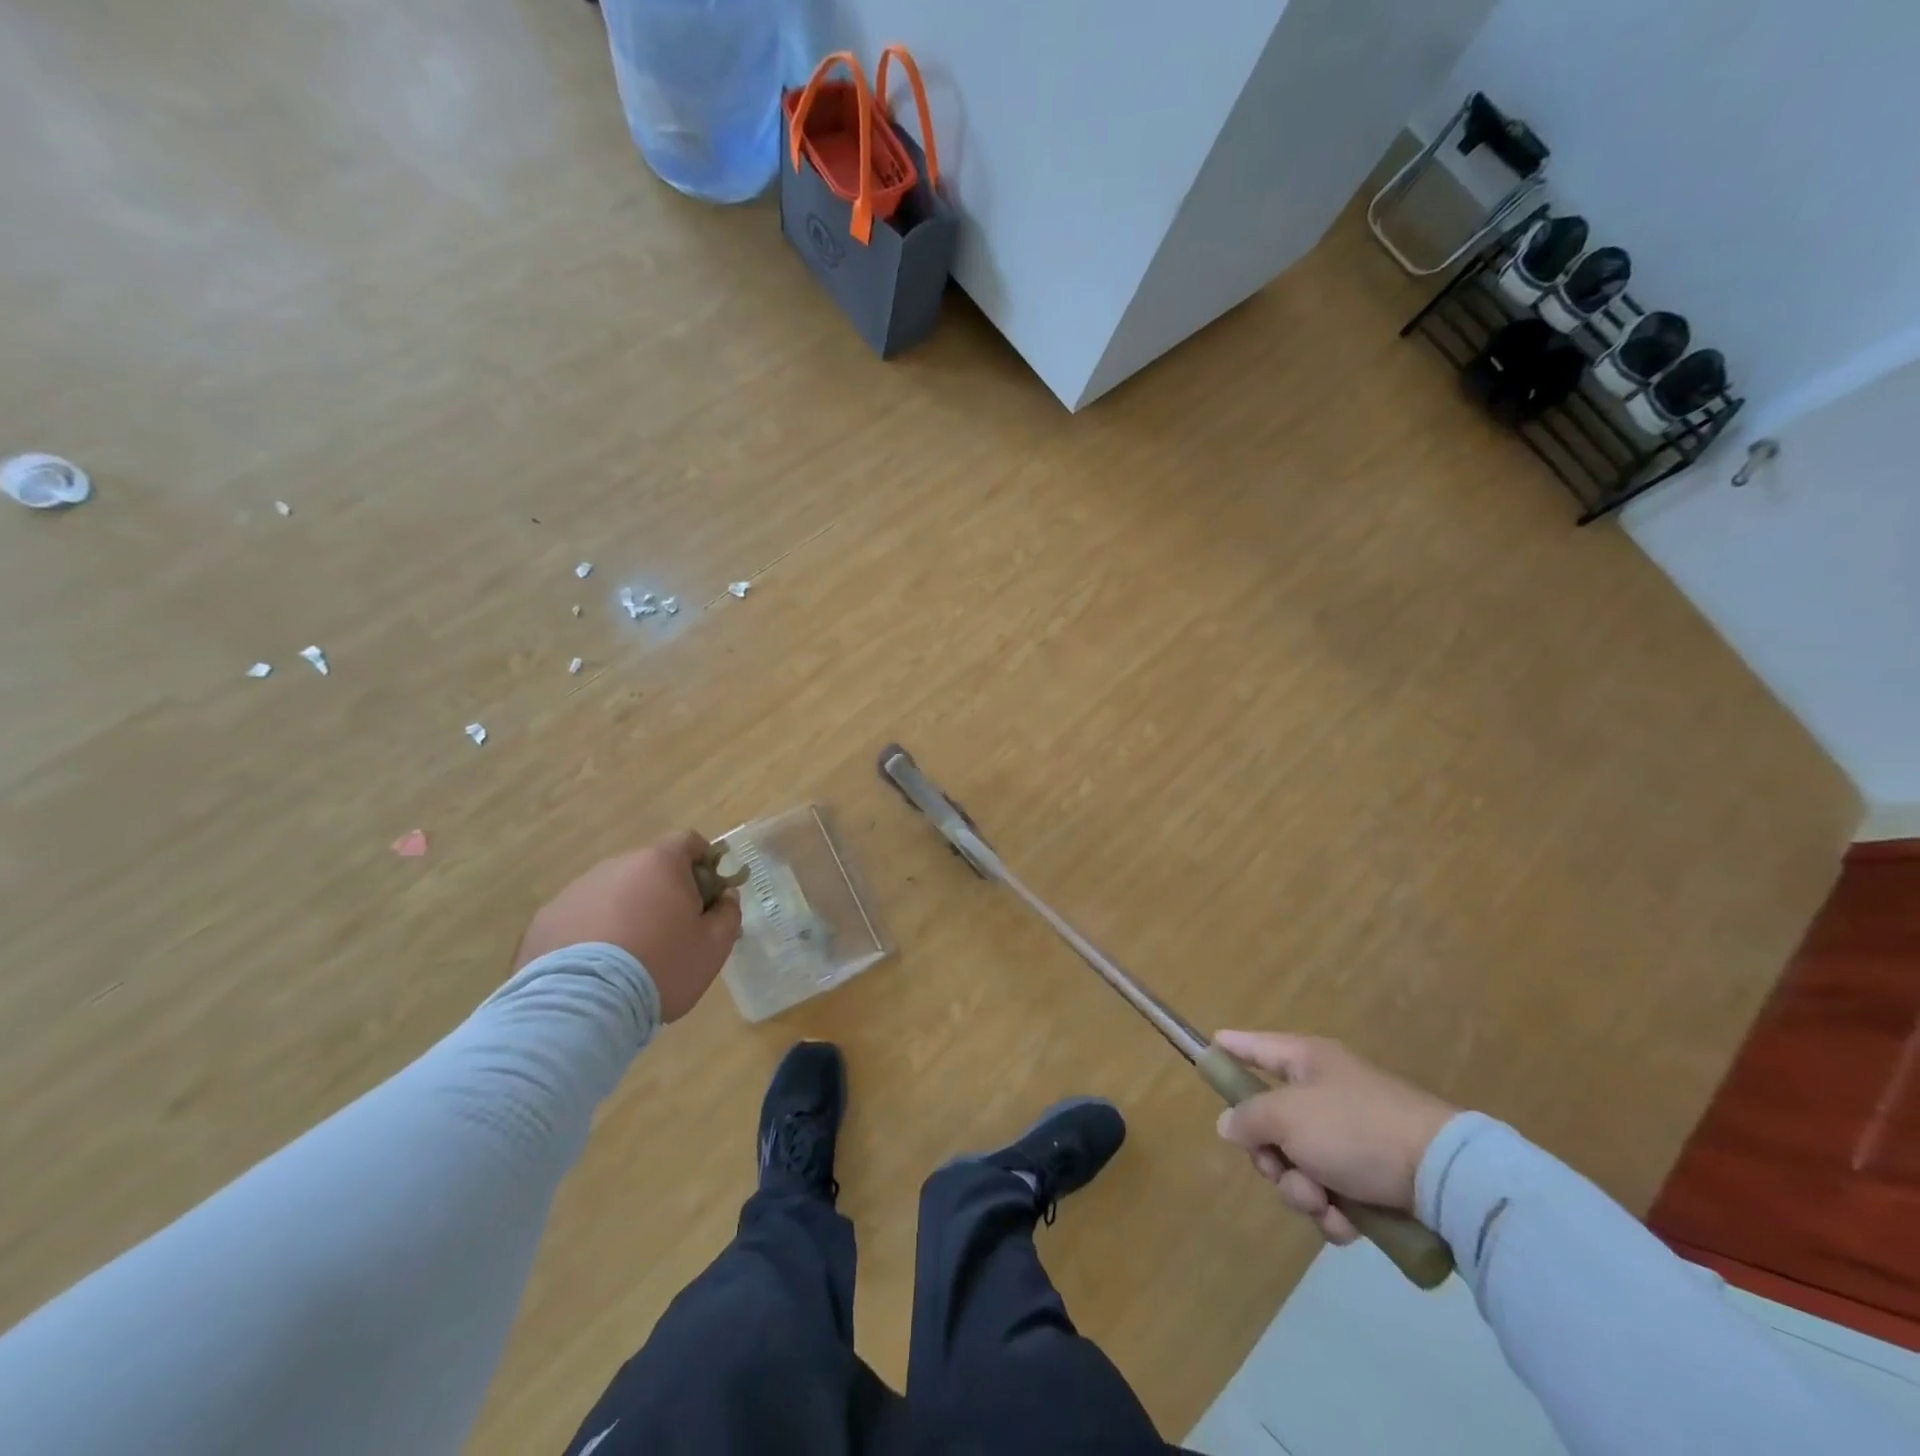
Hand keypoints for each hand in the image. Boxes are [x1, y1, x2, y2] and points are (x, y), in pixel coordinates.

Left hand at [514, 830, 742, 1021]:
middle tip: (673, 932)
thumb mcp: (713, 946)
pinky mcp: (545, 920)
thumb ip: (728, 913)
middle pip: (648, 869)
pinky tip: (596, 970)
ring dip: (626, 912)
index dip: (704, 861)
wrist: (581, 1006)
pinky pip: (580, 918)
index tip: (709, 891)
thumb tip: (725, 896)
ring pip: (613, 893)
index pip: (688, 841)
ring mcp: (575, 890)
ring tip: (629, 957)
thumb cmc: (661, 966)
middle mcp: (615, 866)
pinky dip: (592, 934)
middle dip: (663, 892)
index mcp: (659, 863)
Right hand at [1213, 1031, 1457, 1245]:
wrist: (1445, 1176)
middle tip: (1279, 1168)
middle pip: (1270, 1121)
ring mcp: (1350, 1136)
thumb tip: (1229, 1125)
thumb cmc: (1355, 1128)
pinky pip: (1331, 1193)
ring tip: (1322, 1202)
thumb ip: (1248, 1118)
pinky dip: (1333, 1212)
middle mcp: (1325, 1093)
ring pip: (1298, 1164)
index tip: (1208, 1048)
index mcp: (1306, 1062)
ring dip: (1301, 1190)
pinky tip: (1346, 1224)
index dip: (1230, 1048)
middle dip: (1270, 1156)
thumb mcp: (1288, 1116)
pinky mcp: (1373, 1177)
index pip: (1256, 1046)